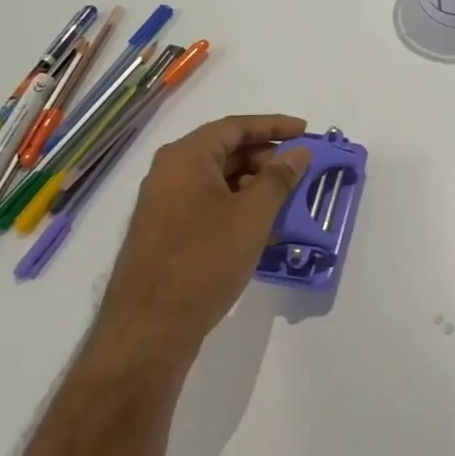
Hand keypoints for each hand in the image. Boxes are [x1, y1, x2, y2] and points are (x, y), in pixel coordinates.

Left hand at [94, 114, 311, 372]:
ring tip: (288, 204)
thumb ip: (279, 178)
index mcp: (186, 158)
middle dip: (266, 160)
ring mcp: (165, 205)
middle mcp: (170, 173)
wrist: (149, 329)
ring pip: (219, 182)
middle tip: (300, 173)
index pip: (235, 127)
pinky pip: (208, 207)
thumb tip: (297, 152)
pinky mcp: (166, 234)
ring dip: (255, 188)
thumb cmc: (204, 261)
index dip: (273, 126)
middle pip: (226, 152)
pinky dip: (238, 209)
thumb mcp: (252, 216)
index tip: (305, 131)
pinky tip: (264, 230)